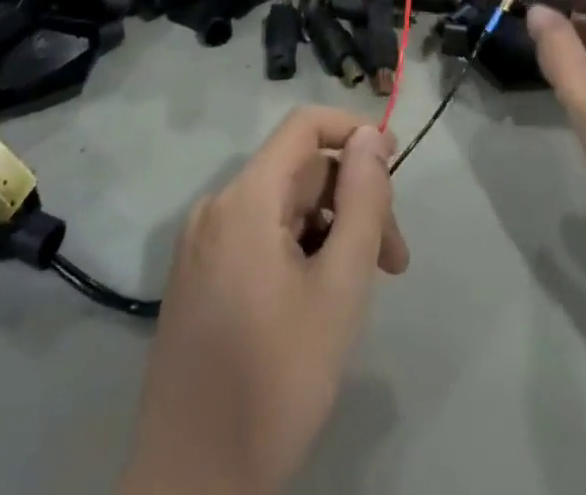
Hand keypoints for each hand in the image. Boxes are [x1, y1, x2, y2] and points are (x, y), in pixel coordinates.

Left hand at [120, 109, 407, 494]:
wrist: (189, 488)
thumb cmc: (274, 383)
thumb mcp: (339, 290)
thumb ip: (362, 203)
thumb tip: (371, 136)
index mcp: (245, 199)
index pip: (305, 126)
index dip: (354, 133)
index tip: (396, 166)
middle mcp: (216, 207)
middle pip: (299, 172)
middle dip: (352, 203)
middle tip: (392, 262)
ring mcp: (201, 244)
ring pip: (282, 207)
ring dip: (329, 232)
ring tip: (360, 290)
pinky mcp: (197, 277)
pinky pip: (258, 236)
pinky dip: (298, 250)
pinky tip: (318, 300)